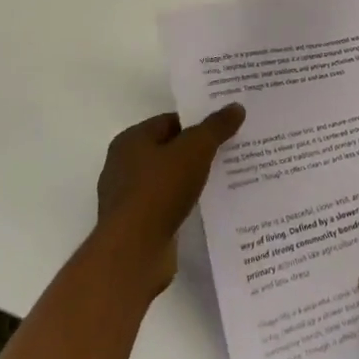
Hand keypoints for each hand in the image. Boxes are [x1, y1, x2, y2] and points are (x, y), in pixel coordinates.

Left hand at [95, 104, 245, 297]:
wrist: (134, 251)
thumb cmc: (160, 190)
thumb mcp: (195, 149)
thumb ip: (216, 127)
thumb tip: (235, 107)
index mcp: (131, 140)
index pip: (170, 121)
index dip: (198, 123)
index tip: (225, 128)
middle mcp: (123, 165)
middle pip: (169, 150)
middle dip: (197, 151)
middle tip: (230, 151)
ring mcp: (127, 197)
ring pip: (168, 179)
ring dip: (191, 179)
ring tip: (225, 179)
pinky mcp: (135, 225)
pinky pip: (165, 205)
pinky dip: (183, 203)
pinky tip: (206, 206)